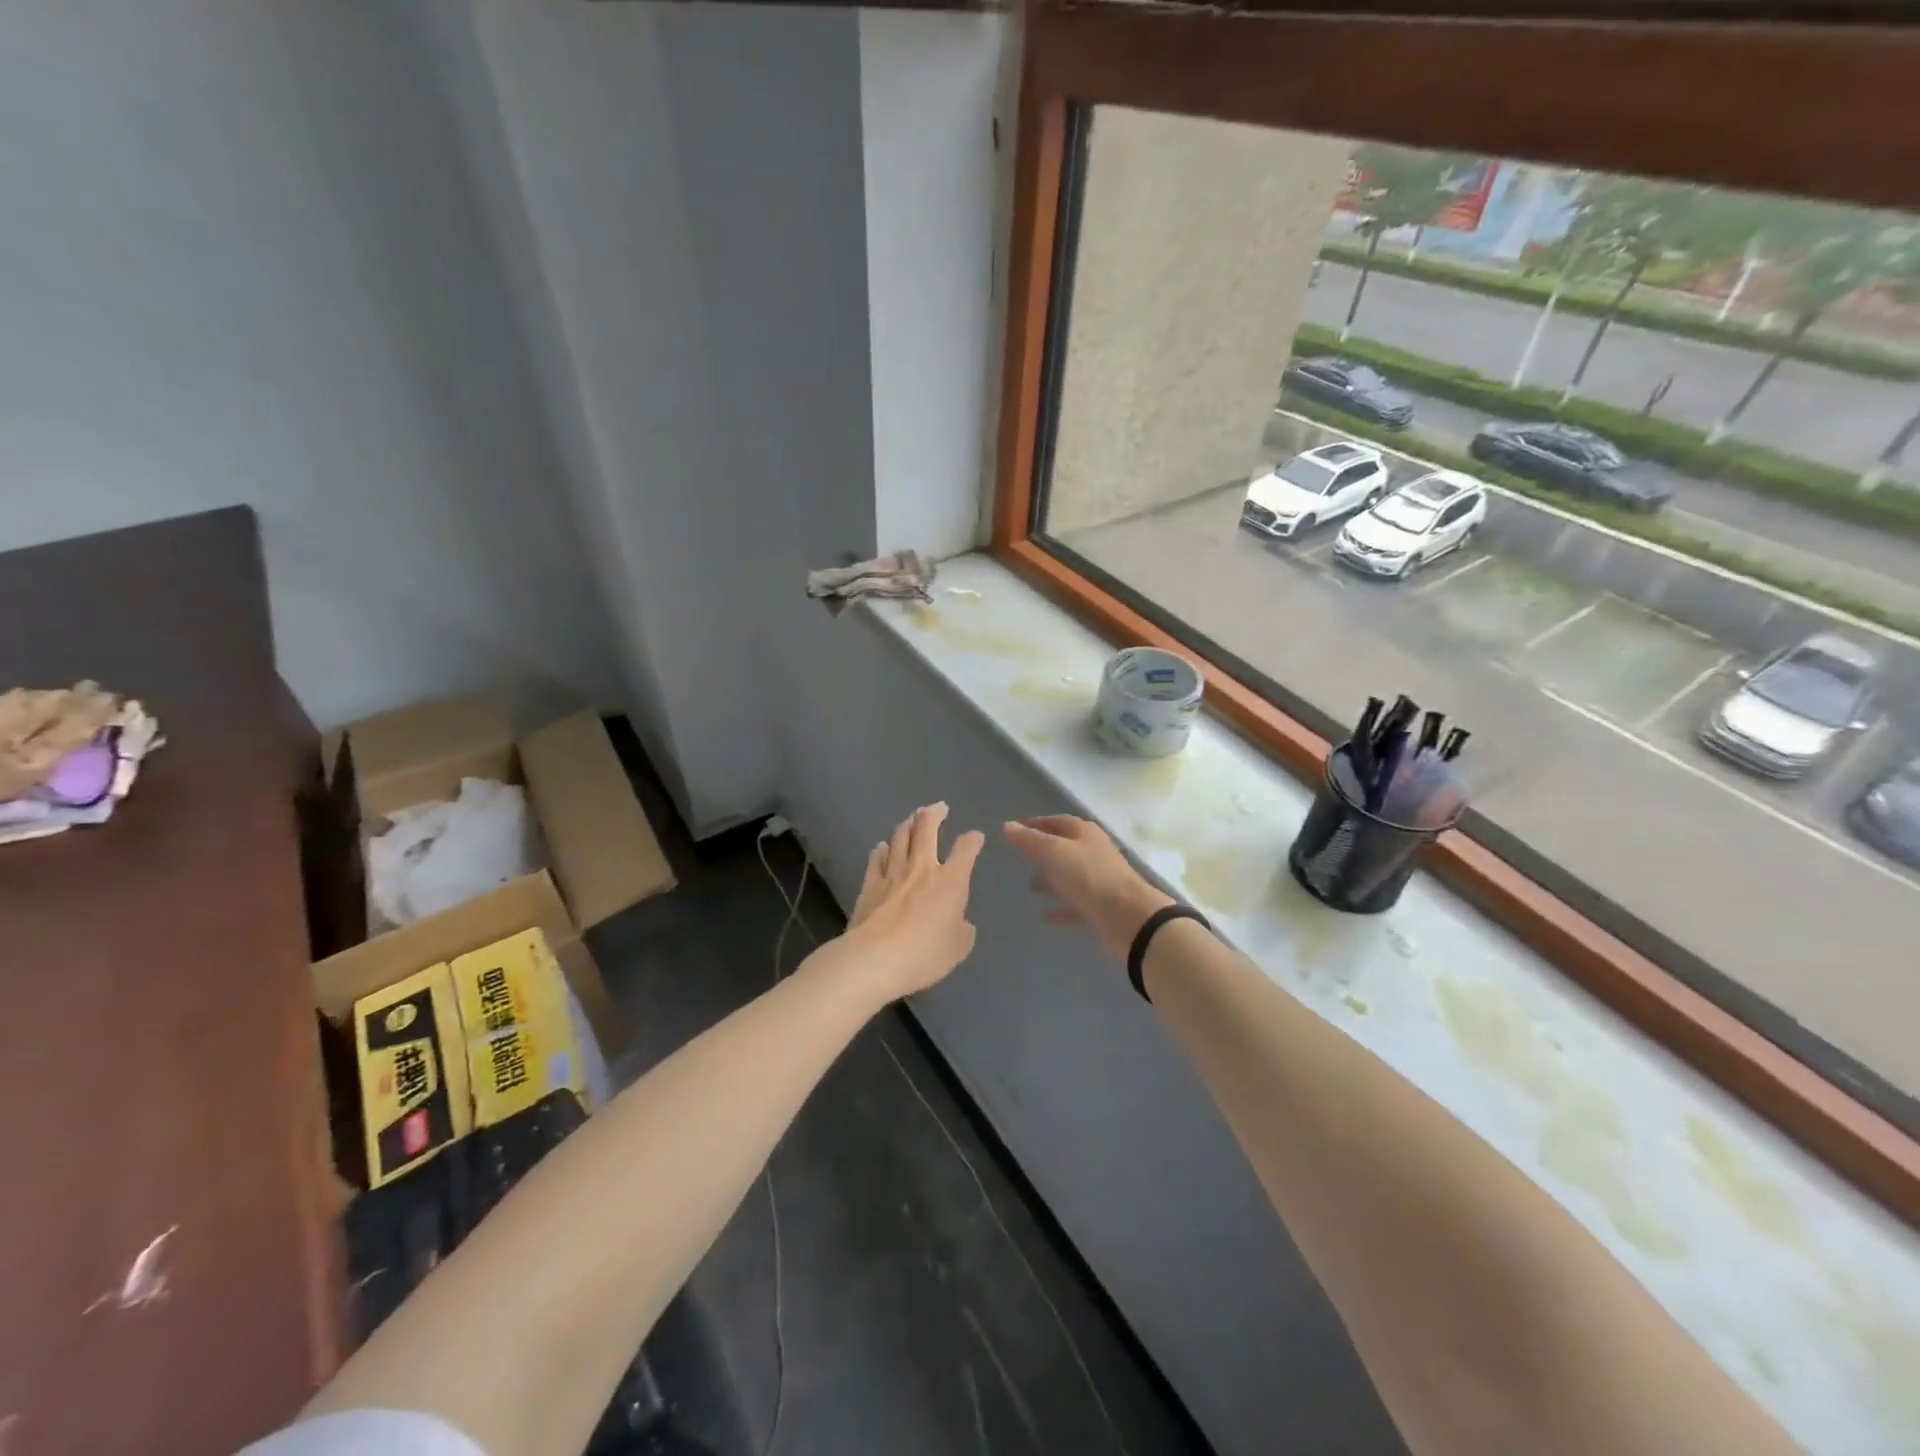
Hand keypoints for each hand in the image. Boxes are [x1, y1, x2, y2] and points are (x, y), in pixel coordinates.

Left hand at [813, 803, 985, 1001]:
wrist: (875, 959)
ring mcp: (893, 873)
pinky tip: (882, 846)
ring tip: (912, 819)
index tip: (976, 837)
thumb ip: (963, 930)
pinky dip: (882, 849)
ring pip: (900, 837)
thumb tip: (961, 922)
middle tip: (939, 807)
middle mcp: (922, 868)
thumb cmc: (925, 954)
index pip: (966, 849)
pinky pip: (876, 858)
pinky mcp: (869, 884)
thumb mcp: (958, 948)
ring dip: (908, 824)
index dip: (973, 840)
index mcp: (951, 881)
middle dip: (934, 814)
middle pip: (927, 829)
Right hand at [1003, 815, 1172, 962]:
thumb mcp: (1053, 852)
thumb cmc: (1089, 877)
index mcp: (1084, 833)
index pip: (1056, 822)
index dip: (1035, 824)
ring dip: (1051, 880)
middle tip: (1020, 860)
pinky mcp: (1101, 907)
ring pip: (1070, 876)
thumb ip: (1029, 840)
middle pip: (1064, 848)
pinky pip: (1076, 904)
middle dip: (1042, 853)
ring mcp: (1099, 880)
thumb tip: (1008, 826)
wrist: (1128, 918)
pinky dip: (1060, 908)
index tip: (1014, 830)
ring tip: (1030, 888)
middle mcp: (1093, 853)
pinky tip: (1045, 916)